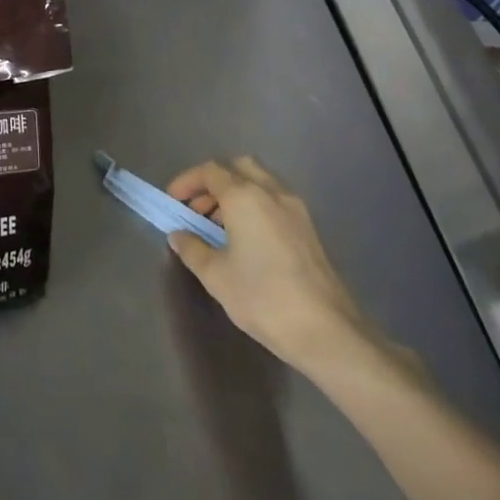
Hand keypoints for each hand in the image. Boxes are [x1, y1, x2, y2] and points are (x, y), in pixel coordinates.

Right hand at [166, 157, 387, 376]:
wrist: (327, 331)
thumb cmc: (263, 297)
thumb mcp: (215, 275)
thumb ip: (192, 248)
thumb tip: (179, 235)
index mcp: (245, 196)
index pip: (210, 171)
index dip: (187, 181)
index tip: (173, 202)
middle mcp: (272, 192)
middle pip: (238, 167)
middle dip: (213, 182)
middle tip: (198, 209)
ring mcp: (295, 210)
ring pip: (260, 182)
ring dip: (235, 193)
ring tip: (219, 227)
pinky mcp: (309, 229)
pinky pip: (275, 201)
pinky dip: (255, 206)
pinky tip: (247, 239)